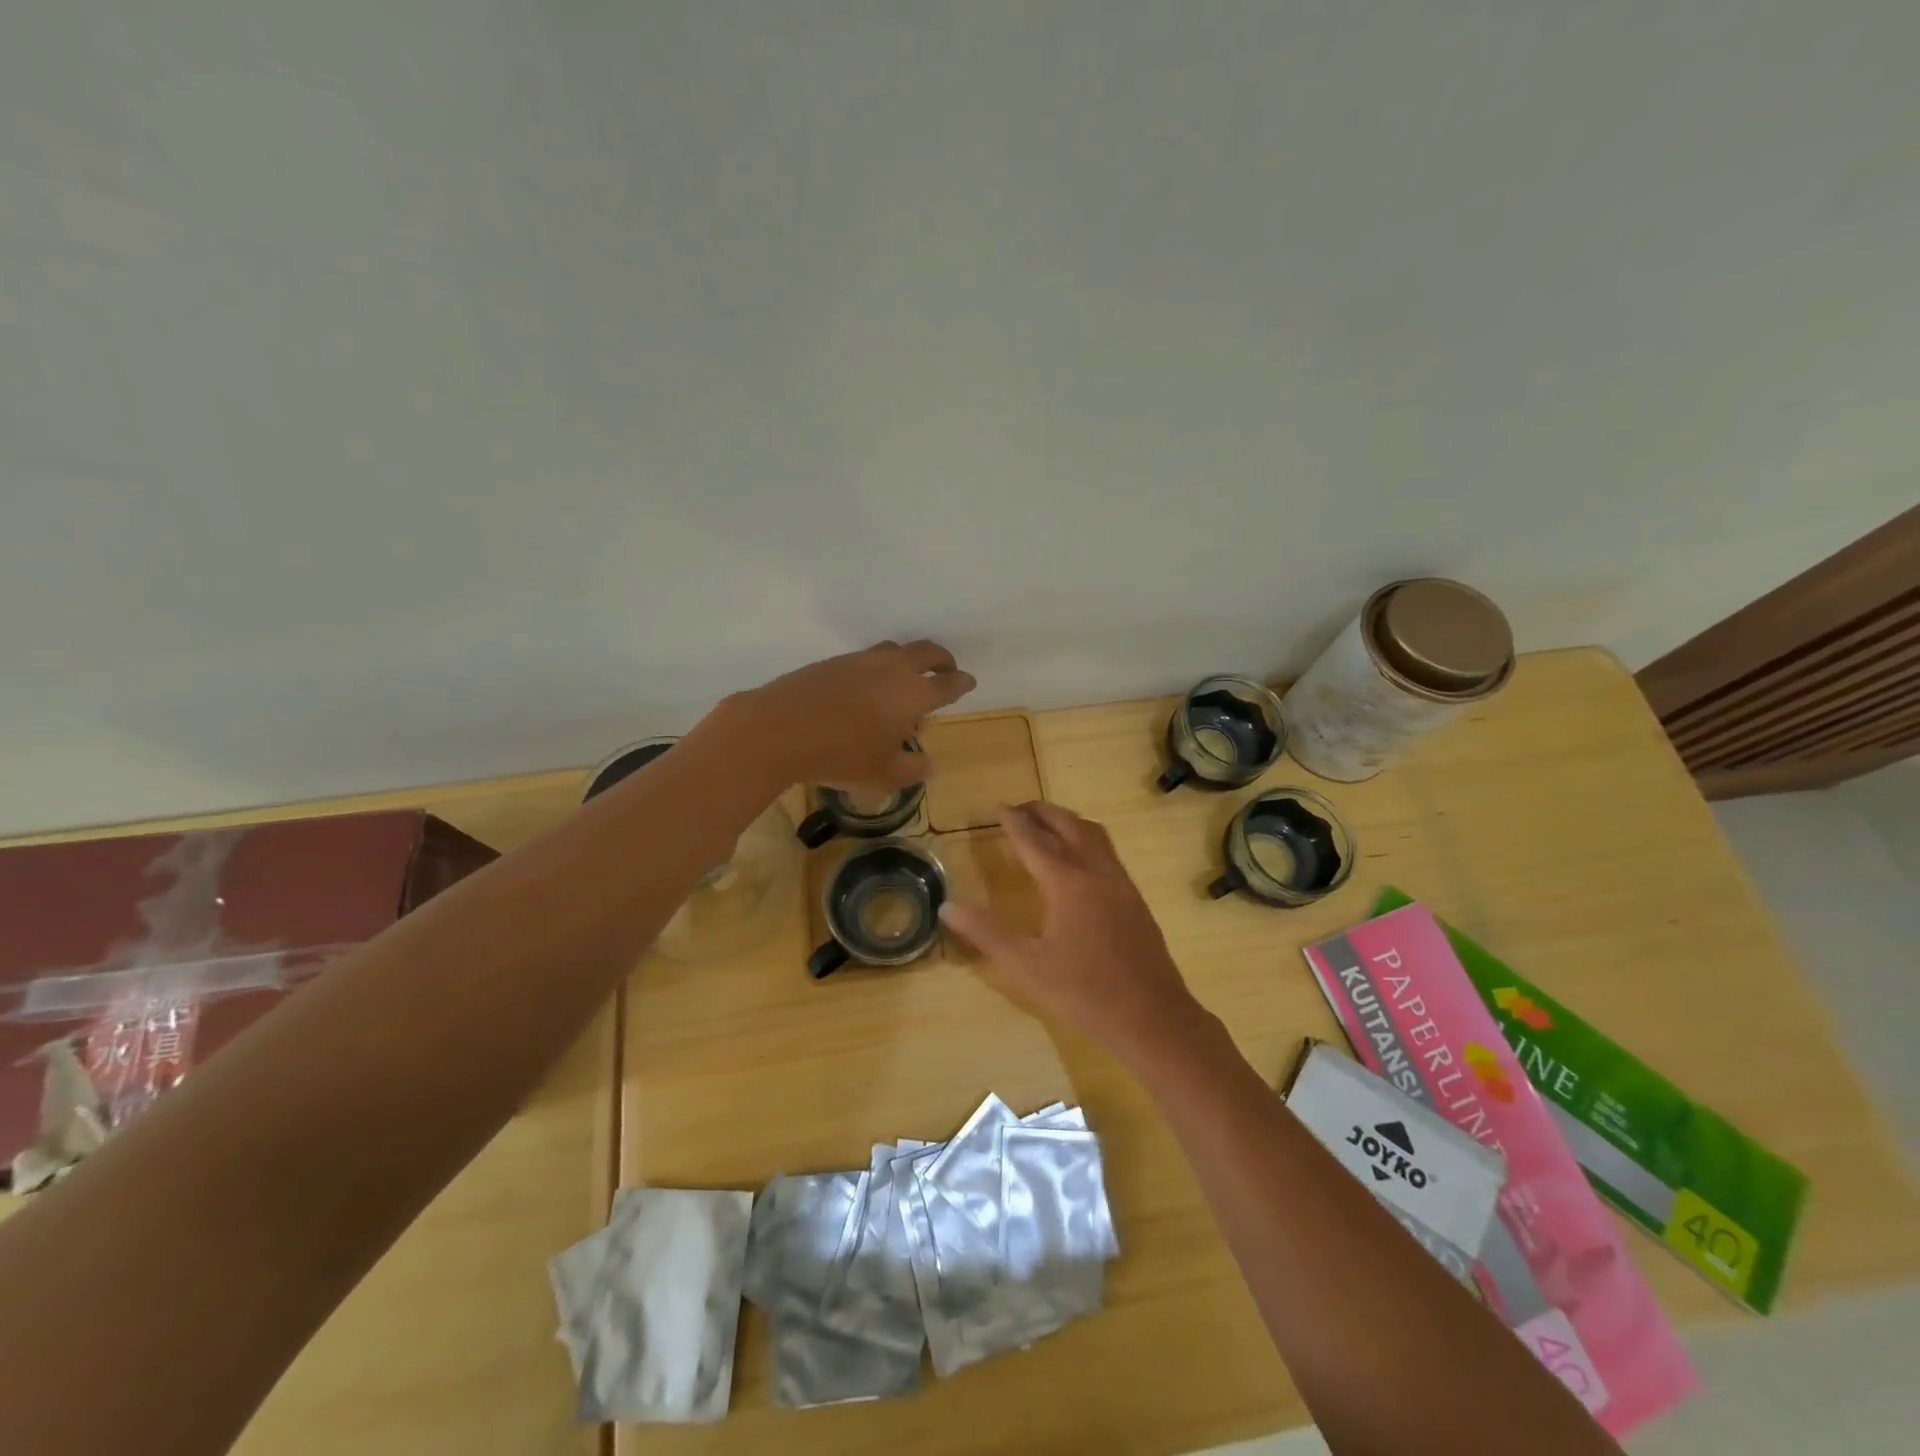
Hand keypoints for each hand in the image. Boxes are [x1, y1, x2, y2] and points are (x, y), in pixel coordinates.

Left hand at [720, 639, 975, 789]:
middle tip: (947, 670)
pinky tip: (868, 686)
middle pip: (927, 652)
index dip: (962, 683)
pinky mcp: (834, 661)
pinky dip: (880, 666)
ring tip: (906, 678)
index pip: (948, 683)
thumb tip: (931, 765)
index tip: (968, 683)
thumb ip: (912, 768)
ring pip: (895, 650)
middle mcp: (892, 669)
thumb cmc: (840, 755)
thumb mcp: (883, 773)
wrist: (778, 729)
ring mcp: (861, 660)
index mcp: (913, 693)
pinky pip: (867, 658)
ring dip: (909, 660)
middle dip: (942, 660)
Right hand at [940, 802, 1207, 1063]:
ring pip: (1092, 833)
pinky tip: (1079, 861)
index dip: (1013, 821)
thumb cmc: (1084, 991)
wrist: (1152, 1016)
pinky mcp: (1134, 897)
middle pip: (1067, 825)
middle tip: (1019, 810)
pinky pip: (1106, 850)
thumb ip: (986, 933)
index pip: (1033, 839)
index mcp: (1066, 881)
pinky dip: (1085, 838)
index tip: (998, 807)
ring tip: (1046, 825)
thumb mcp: (1026, 965)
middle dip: (1041, 812)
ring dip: (1066, 821)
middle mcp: (1095, 870)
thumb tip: (948, 905)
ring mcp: (1119, 881)